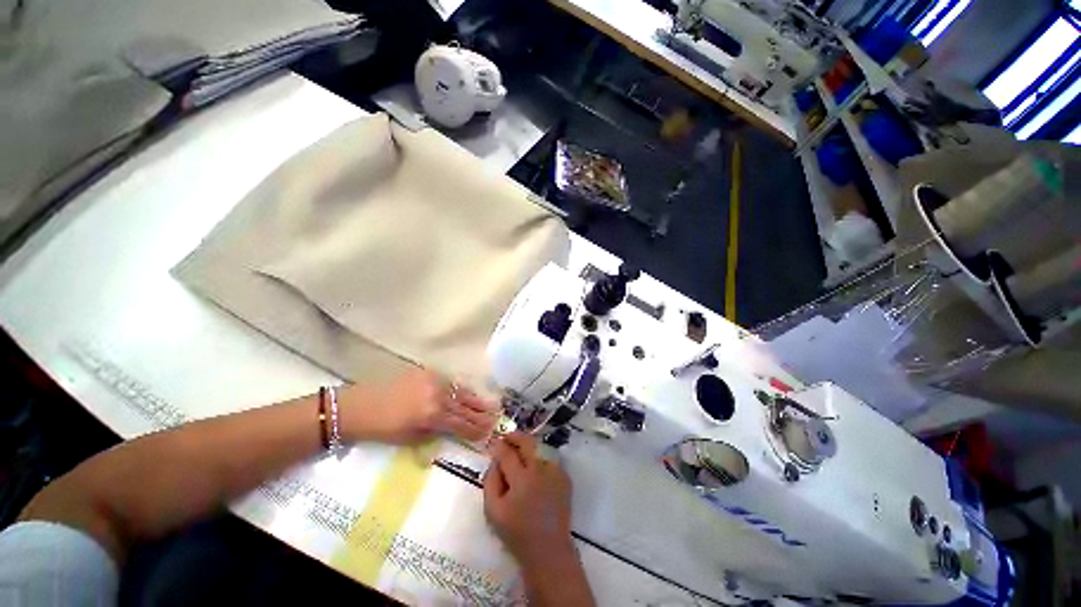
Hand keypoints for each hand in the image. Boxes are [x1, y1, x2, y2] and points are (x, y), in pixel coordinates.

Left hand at [340, 368, 497, 443]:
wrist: (357, 405)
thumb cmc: (380, 429)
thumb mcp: (408, 439)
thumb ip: (433, 434)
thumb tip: (450, 430)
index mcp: (432, 416)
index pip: (460, 424)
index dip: (475, 429)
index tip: (488, 432)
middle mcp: (437, 396)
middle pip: (465, 406)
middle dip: (481, 413)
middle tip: (496, 417)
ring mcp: (433, 381)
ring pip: (460, 391)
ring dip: (476, 399)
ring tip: (490, 404)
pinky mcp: (427, 372)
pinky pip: (450, 381)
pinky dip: (461, 388)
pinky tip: (468, 391)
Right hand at [483, 433, 574, 566]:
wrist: (548, 549)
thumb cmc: (516, 532)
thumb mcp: (493, 511)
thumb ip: (491, 481)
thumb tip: (495, 461)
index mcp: (521, 479)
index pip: (507, 453)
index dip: (499, 446)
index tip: (494, 443)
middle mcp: (540, 470)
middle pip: (528, 442)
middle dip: (516, 436)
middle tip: (507, 438)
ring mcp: (555, 472)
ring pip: (540, 448)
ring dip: (529, 446)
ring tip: (520, 451)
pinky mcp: (565, 477)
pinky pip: (550, 460)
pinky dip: (540, 459)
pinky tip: (534, 468)